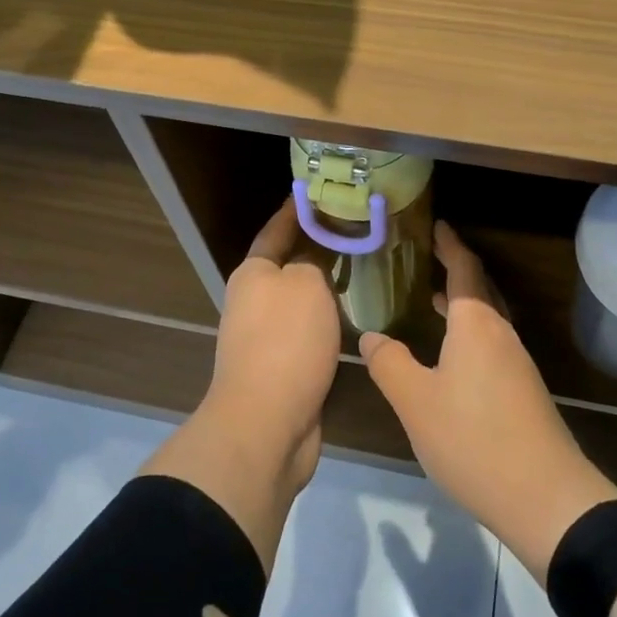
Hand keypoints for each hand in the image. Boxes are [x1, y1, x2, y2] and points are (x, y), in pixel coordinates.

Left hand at [205, 197, 343, 481]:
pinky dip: (329, 322)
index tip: (314, 192)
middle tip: (355, 232)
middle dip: (317, 248)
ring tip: (363, 270)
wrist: (266, 424)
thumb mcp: (306, 285)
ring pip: (302, 302)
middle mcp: (254, 302)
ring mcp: (265, 339)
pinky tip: (356, 318)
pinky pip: (310, 334)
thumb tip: (314, 261)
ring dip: (326, 289)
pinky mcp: (282, 370)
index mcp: (253, 274)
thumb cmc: (285, 341)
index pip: (276, 230)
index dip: (294, 211)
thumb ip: (314, 262)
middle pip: (289, 266)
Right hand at [359, 222, 616, 583]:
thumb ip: (390, 364)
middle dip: (455, 268)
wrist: (545, 496)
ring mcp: (516, 363)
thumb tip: (371, 336)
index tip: (437, 224)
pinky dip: (468, 331)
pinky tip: (451, 355)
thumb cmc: (474, 438)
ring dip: (461, 302)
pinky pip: (491, 342)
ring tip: (430, 298)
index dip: (449, 244)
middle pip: (479, 289)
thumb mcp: (416, 402)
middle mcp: (500, 334)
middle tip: (428, 255)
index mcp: (476, 324)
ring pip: (486, 318)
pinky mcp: (523, 390)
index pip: (464, 268)